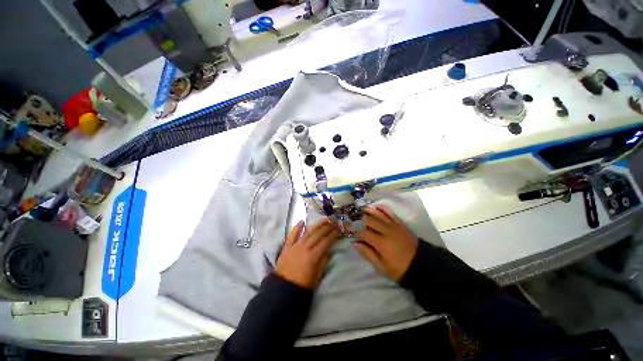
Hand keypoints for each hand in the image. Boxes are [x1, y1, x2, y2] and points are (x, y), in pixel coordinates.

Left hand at [275, 219, 340, 288]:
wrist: (282, 288)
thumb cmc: (302, 284)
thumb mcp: (316, 275)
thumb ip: (323, 261)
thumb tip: (330, 250)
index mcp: (313, 256)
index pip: (325, 242)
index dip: (333, 235)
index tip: (338, 229)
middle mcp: (305, 248)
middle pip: (318, 234)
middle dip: (327, 227)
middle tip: (334, 222)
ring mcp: (295, 245)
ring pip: (308, 232)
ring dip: (316, 225)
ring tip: (324, 219)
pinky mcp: (287, 246)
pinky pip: (292, 234)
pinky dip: (297, 227)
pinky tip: (302, 221)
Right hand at [352, 205, 418, 281]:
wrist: (422, 264)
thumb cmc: (399, 268)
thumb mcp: (381, 266)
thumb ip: (368, 253)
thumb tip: (355, 243)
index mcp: (380, 243)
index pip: (363, 233)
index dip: (354, 230)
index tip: (348, 229)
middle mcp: (386, 231)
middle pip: (369, 221)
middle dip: (360, 220)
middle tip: (354, 219)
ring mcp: (393, 225)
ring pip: (378, 215)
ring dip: (369, 211)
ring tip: (362, 209)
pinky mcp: (400, 223)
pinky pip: (390, 212)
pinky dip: (382, 208)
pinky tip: (376, 206)